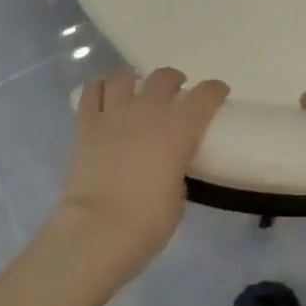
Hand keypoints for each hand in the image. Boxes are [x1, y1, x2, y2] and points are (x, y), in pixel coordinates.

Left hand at [56, 66, 229, 269]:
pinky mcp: (87, 124)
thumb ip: (177, 172)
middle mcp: (149, 111)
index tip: (218, 92)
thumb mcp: (178, 196)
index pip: (205, 95)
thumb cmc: (149, 220)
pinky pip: (92, 92)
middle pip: (164, 77)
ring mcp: (115, 114)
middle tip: (175, 90)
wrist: (100, 228)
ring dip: (134, 79)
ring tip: (135, 88)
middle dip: (173, 80)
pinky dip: (100, 87)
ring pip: (124, 76)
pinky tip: (104, 93)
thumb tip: (169, 168)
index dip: (215, 90)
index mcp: (180, 128)